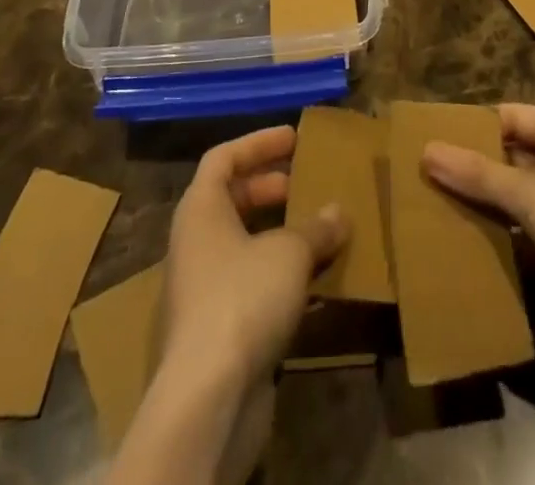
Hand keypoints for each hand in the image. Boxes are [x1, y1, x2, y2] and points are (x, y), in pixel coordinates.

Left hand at [163, 125, 348, 392]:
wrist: (209, 396)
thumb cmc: (244, 298)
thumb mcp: (290, 252)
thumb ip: (316, 228)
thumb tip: (338, 213)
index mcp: (201, 209)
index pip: (223, 157)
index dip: (259, 143)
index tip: (294, 138)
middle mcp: (196, 242)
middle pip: (231, 199)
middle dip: (270, 188)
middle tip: (305, 183)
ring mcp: (203, 287)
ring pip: (243, 244)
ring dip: (280, 235)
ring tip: (319, 230)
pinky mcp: (218, 329)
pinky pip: (252, 284)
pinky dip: (281, 276)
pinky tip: (317, 283)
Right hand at [423, 104, 534, 373]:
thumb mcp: (532, 193)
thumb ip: (479, 174)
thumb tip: (426, 151)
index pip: (510, 118)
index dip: (472, 127)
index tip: (429, 138)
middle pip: (512, 157)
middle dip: (473, 168)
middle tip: (422, 175)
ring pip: (516, 196)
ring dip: (483, 204)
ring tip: (431, 206)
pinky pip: (524, 232)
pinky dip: (498, 235)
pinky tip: (462, 240)